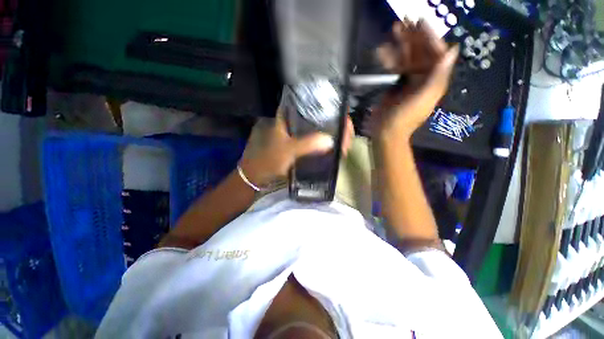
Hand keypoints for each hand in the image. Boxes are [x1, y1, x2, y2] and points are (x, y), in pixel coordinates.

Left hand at [240, 109, 353, 186]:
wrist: (256, 175)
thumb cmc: (268, 160)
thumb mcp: (288, 151)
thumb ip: (307, 144)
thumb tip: (331, 140)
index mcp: (286, 116)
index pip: (312, 104)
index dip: (330, 108)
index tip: (343, 118)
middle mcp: (291, 121)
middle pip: (318, 117)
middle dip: (335, 125)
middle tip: (347, 137)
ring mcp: (293, 133)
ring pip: (317, 129)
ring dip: (330, 135)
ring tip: (343, 143)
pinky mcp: (295, 143)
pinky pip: (313, 140)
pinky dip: (323, 143)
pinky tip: (331, 148)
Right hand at [368, 19, 458, 140]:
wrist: (385, 132)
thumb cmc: (404, 118)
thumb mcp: (423, 99)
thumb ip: (437, 77)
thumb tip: (452, 50)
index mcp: (434, 80)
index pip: (436, 53)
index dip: (430, 37)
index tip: (420, 23)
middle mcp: (423, 77)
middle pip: (421, 52)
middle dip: (414, 36)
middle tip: (404, 20)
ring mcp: (408, 81)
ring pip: (407, 57)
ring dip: (400, 44)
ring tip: (393, 29)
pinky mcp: (395, 85)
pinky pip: (395, 67)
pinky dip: (389, 58)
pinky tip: (382, 51)